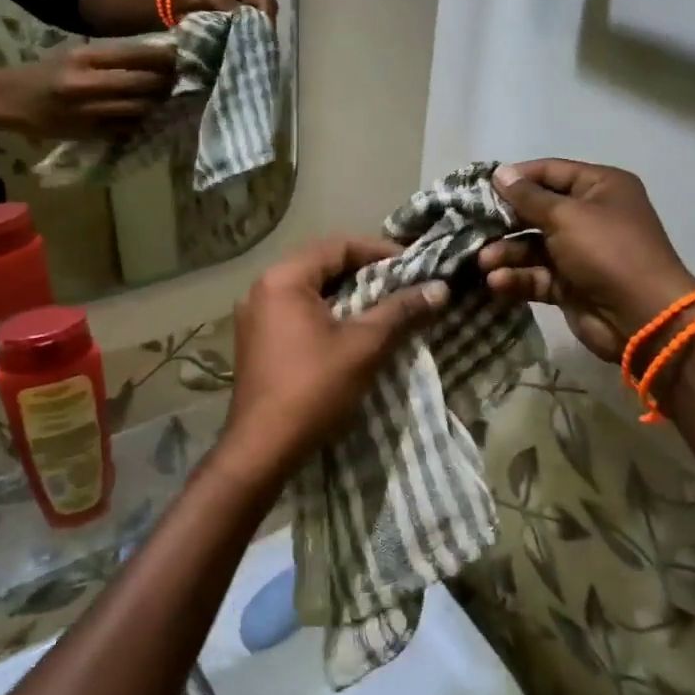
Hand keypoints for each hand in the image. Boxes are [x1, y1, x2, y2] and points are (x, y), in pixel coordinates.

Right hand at [0, 42, 179, 140]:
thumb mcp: (74, 55)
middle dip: (166, 82)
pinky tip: (146, 115)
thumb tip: (151, 58)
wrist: (9, 100)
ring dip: (157, 103)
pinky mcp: (90, 133)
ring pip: (139, 107)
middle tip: (179, 79)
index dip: (162, 57)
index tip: (179, 55)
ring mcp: (89, 111)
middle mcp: (87, 83)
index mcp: (84, 58)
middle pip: (143, 83)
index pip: (134, 54)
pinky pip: (127, 127)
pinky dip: (140, 120)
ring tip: (166, 97)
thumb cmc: (45, 73)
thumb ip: (109, 58)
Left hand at [216, 238, 446, 485]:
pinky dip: (326, 314)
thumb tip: (440, 288)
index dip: (379, 251)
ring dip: (346, 295)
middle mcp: (262, 289)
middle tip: (402, 285)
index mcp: (283, 279)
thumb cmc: (314, 389)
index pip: (338, 246)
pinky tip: (351, 331)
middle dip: (364, 273)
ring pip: (309, 291)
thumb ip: (401, 311)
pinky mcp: (255, 342)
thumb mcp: (364, 346)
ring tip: (383, 306)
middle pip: (321, 265)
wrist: (263, 448)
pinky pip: (296, 313)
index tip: (413, 265)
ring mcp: (254, 316)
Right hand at [479, 159, 694, 362]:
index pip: (550, 172)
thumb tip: (499, 173)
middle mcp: (590, 216)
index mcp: (600, 188)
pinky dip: (517, 278)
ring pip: (532, 246)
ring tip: (484, 263)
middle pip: (537, 211)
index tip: (480, 188)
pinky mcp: (569, 284)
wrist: (641, 316)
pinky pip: (537, 275)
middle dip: (505, 222)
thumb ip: (528, 197)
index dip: (516, 179)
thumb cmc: (607, 252)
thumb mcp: (566, 216)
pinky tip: (497, 283)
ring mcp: (579, 252)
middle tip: (472, 227)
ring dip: (506, 253)